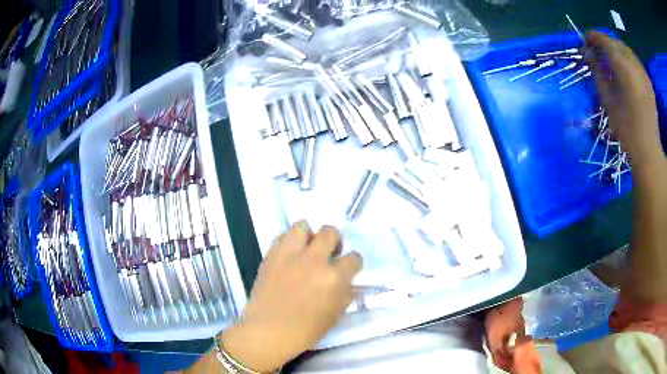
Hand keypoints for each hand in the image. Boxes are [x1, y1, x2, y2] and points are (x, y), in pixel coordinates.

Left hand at [222, 222, 362, 371]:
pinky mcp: (271, 255)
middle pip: (330, 232)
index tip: (349, 268)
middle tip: (329, 253)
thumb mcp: (335, 315)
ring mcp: (290, 255)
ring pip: (303, 226)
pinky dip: (289, 242)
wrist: (268, 331)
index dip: (353, 263)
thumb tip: (346, 282)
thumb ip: (345, 294)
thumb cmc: (305, 330)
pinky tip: (289, 256)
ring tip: (307, 249)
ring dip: (309, 235)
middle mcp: (314, 260)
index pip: (354, 258)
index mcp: (334, 277)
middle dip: (334, 241)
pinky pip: (282, 236)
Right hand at [585, 31, 662, 165]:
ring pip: (626, 49)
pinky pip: (634, 59)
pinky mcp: (648, 80)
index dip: (594, 37)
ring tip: (609, 57)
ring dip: (615, 48)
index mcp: (625, 69)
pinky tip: (623, 66)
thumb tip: (587, 53)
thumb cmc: (627, 131)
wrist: (649, 152)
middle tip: (595, 49)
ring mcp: (643, 73)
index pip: (606, 42)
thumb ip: (597, 73)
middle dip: (604, 42)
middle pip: (616, 43)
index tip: (585, 40)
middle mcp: (635, 65)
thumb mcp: (608, 101)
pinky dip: (626, 57)